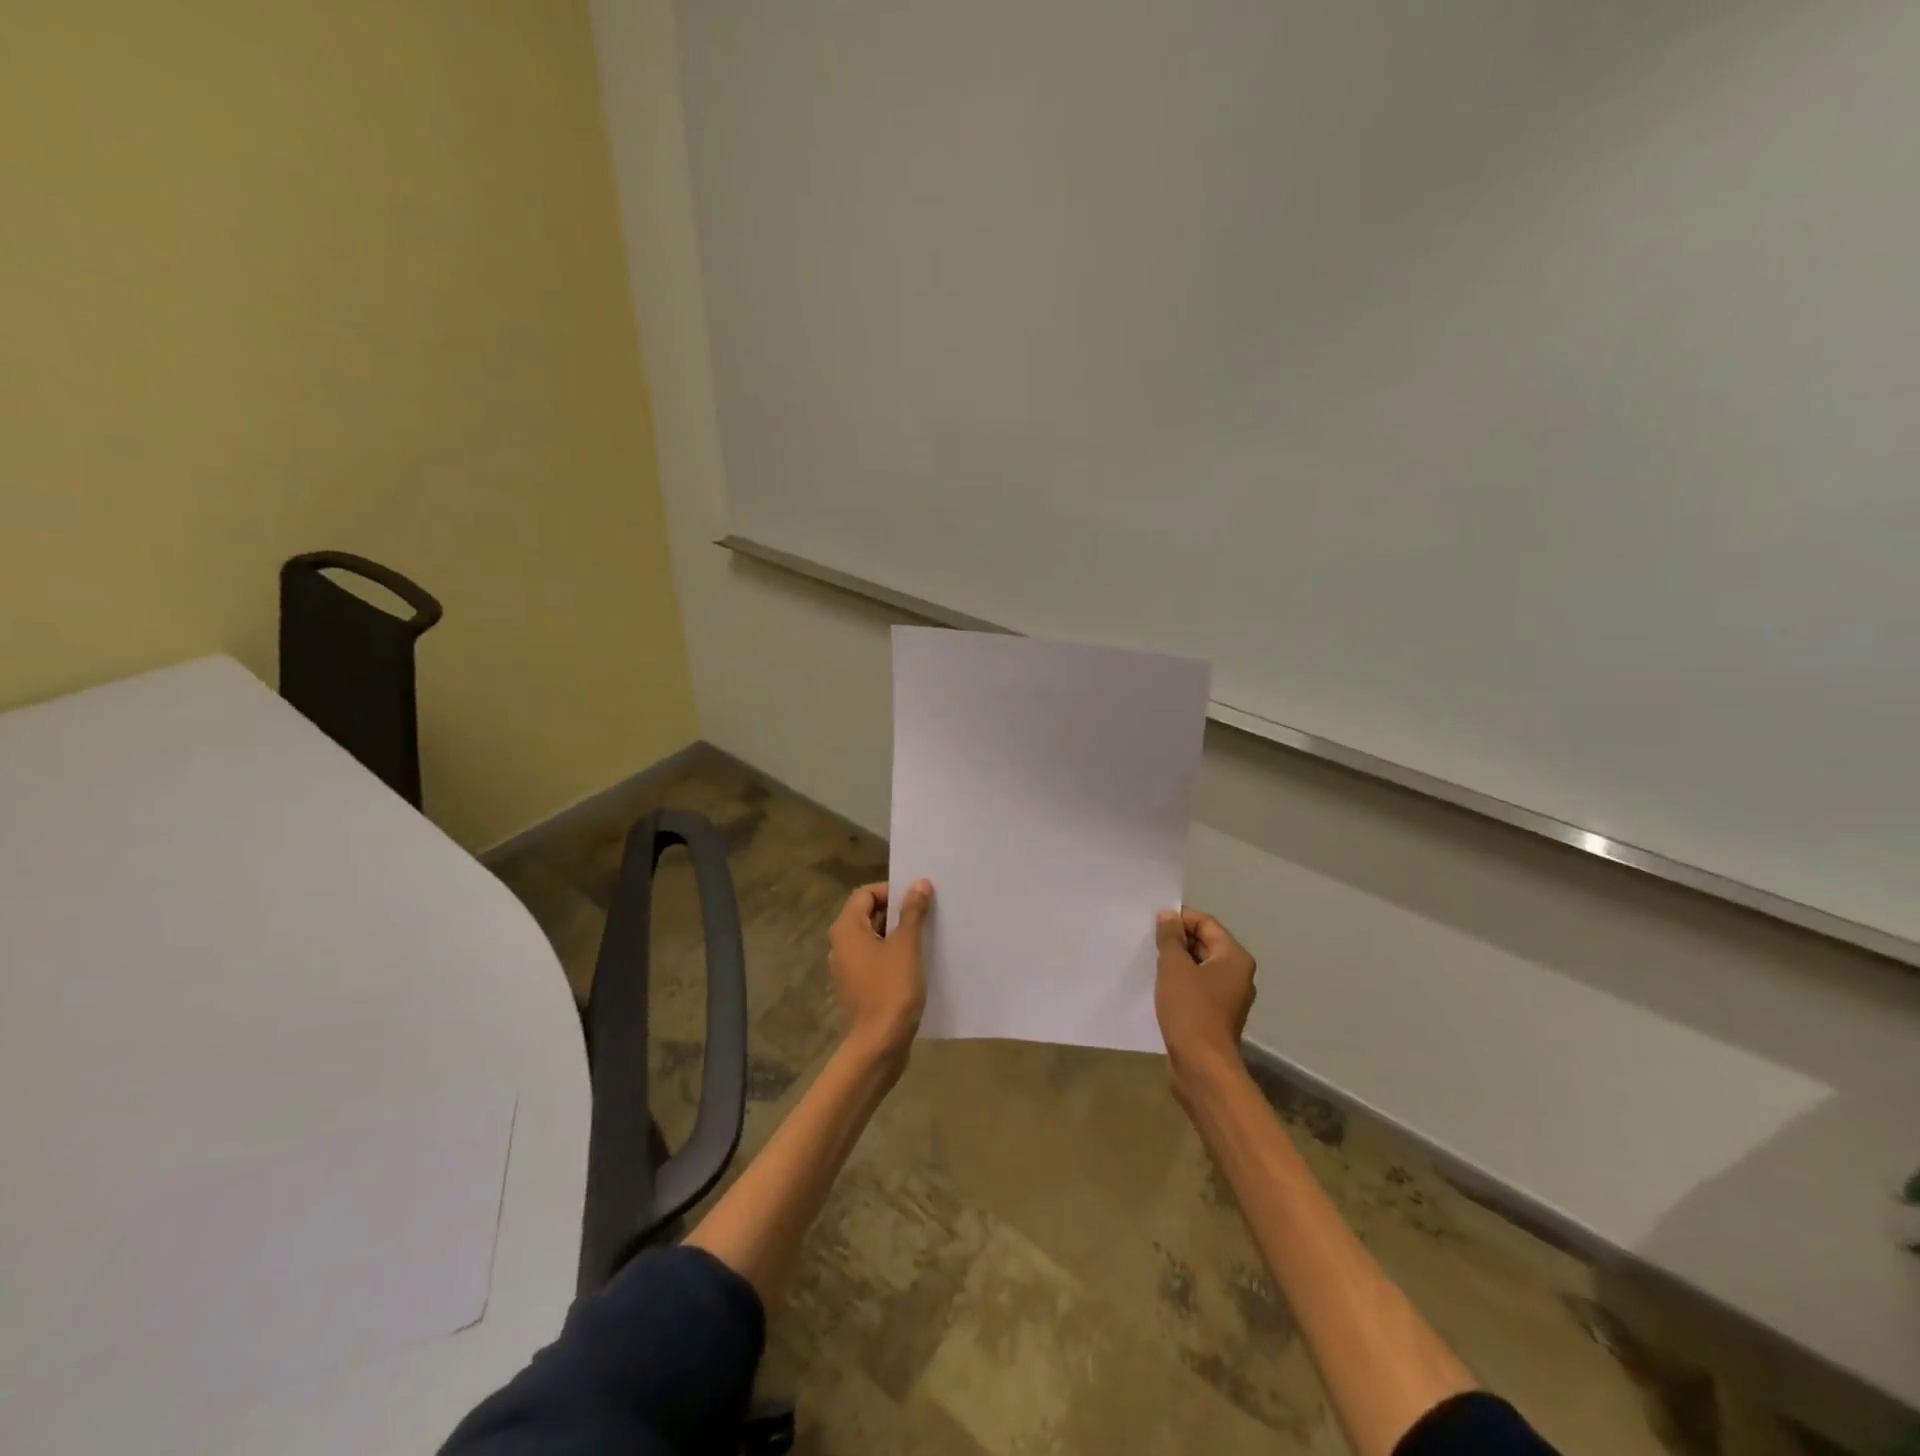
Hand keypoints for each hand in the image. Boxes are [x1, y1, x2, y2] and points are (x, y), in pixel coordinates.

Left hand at [828, 879, 932, 1071]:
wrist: (878, 1045)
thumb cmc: (891, 989)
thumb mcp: (906, 946)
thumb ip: (912, 912)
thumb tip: (919, 884)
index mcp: (847, 929)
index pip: (866, 893)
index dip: (892, 890)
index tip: (918, 898)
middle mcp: (841, 945)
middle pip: (868, 914)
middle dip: (897, 911)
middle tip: (927, 914)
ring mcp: (848, 968)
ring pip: (874, 938)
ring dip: (897, 934)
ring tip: (926, 936)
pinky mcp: (858, 987)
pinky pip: (875, 959)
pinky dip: (893, 955)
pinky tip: (917, 963)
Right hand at [1155, 908, 1255, 1092]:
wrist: (1202, 1066)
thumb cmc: (1190, 1010)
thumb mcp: (1174, 967)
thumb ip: (1170, 938)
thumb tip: (1168, 916)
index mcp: (1234, 958)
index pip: (1207, 924)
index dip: (1180, 918)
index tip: (1153, 920)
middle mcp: (1237, 975)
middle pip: (1206, 944)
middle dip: (1178, 940)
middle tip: (1148, 939)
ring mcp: (1228, 998)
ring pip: (1200, 968)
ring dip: (1177, 962)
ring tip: (1150, 960)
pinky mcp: (1216, 1017)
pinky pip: (1197, 988)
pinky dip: (1180, 983)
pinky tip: (1158, 985)